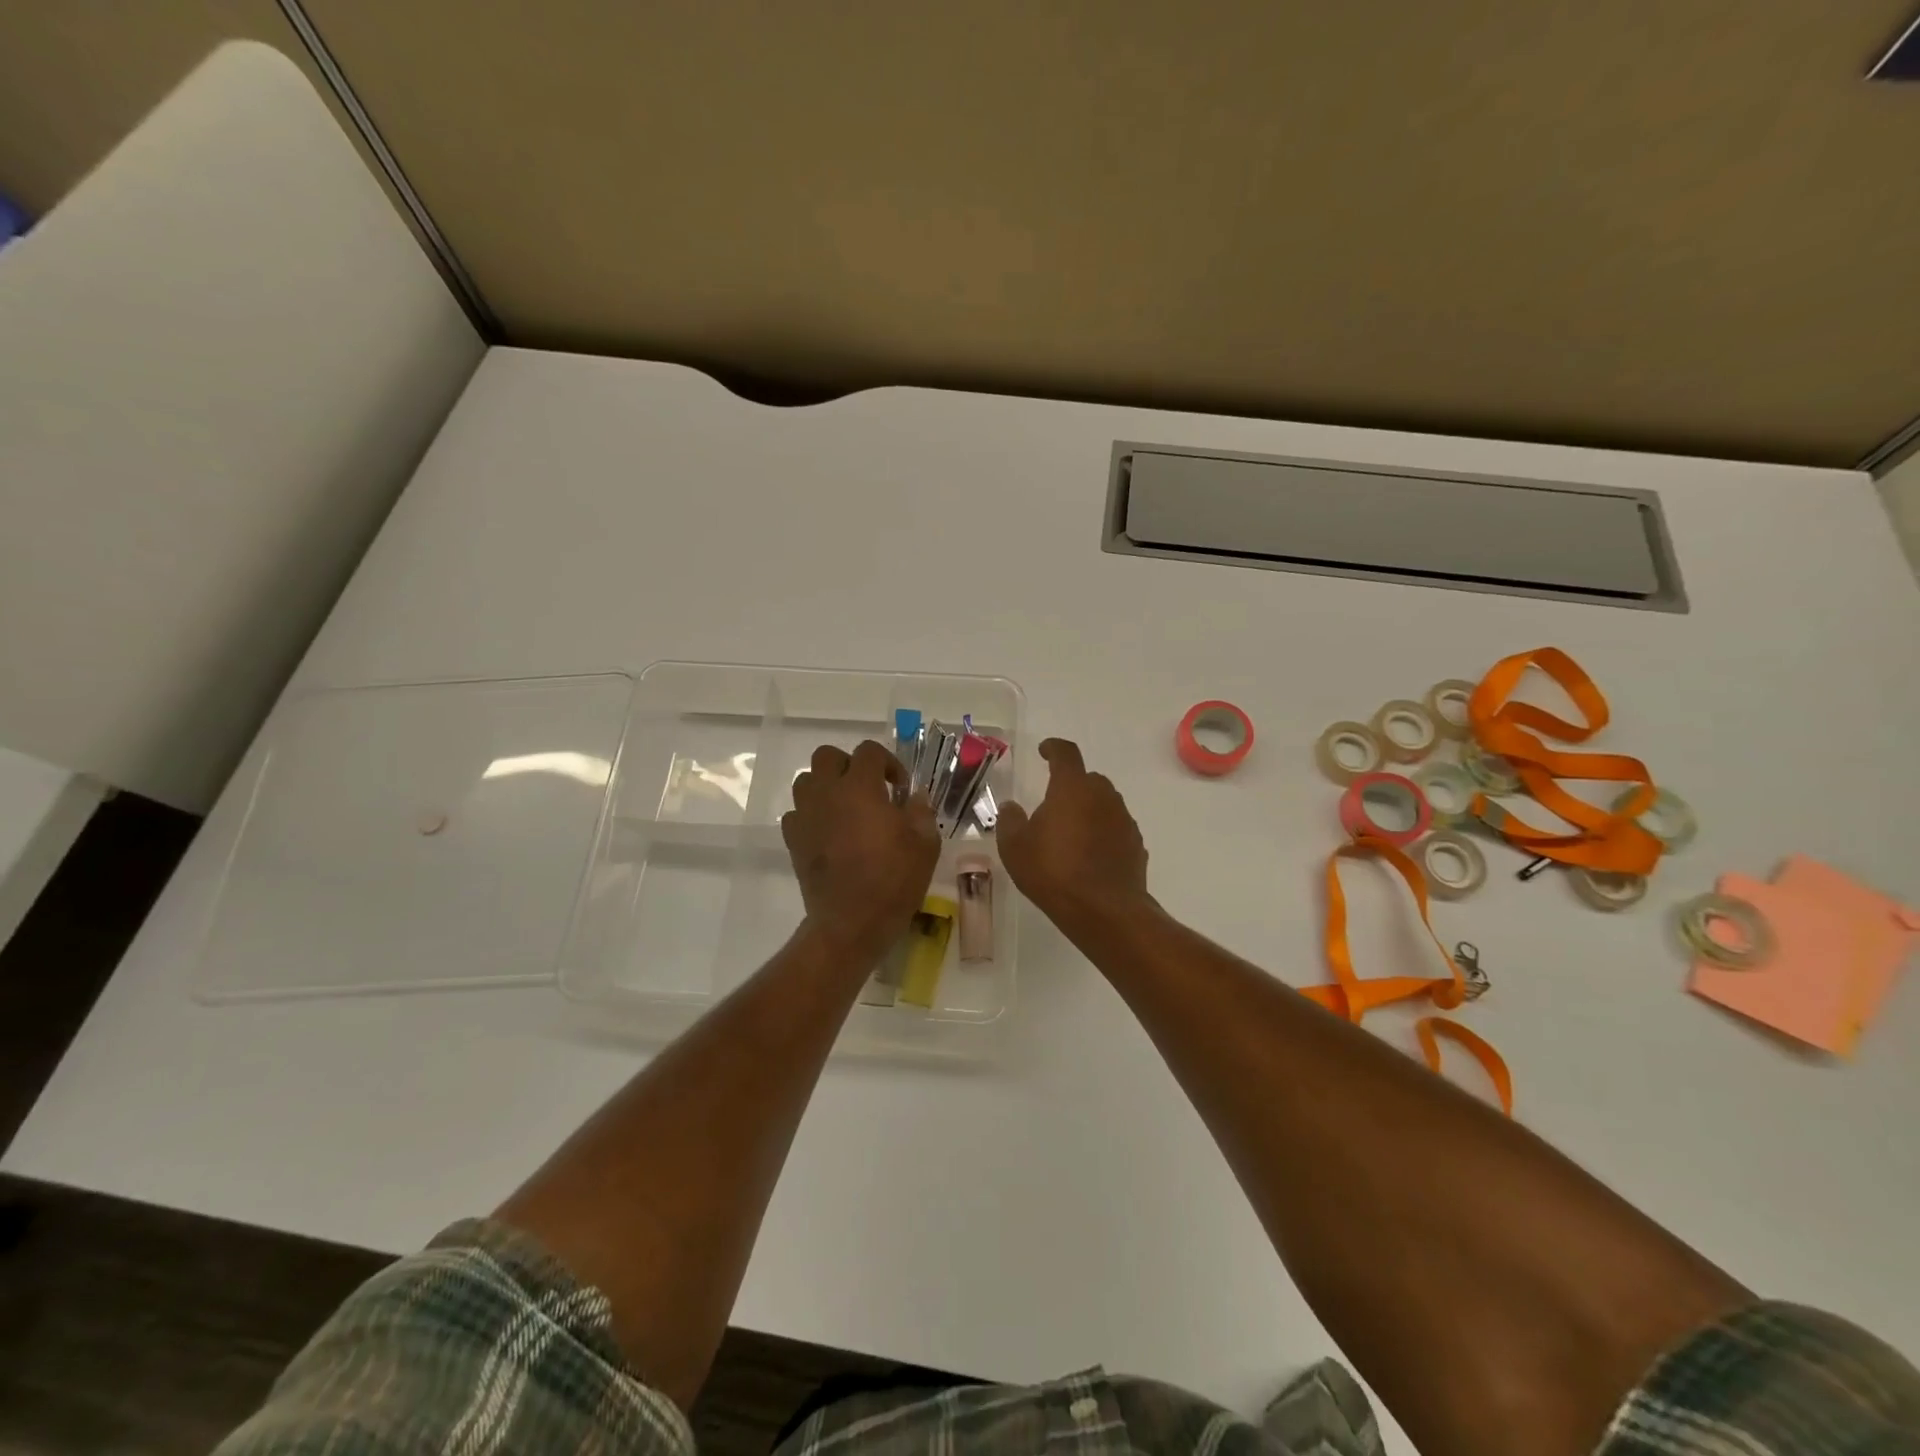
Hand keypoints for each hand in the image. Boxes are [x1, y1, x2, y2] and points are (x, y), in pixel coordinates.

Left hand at [782, 741, 939, 957]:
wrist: (850, 923)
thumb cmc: (893, 879)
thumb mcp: (925, 843)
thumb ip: (921, 811)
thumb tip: (916, 796)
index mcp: (860, 786)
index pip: (869, 751)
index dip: (888, 762)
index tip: (900, 788)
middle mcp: (827, 792)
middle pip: (827, 756)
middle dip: (849, 765)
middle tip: (869, 789)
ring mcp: (805, 816)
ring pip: (806, 781)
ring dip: (826, 786)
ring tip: (846, 808)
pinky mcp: (793, 840)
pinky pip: (797, 813)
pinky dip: (811, 814)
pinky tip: (828, 832)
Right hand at [997, 738, 1152, 934]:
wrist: (1105, 911)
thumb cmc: (1054, 872)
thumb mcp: (1015, 848)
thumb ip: (1010, 821)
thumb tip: (1011, 807)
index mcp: (1072, 787)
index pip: (1065, 753)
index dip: (1053, 748)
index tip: (1044, 750)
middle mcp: (1103, 795)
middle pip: (1087, 779)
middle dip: (1070, 785)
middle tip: (1052, 804)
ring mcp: (1124, 819)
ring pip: (1103, 804)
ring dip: (1088, 810)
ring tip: (1070, 835)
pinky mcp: (1136, 844)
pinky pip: (1115, 828)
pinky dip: (1102, 833)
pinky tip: (1089, 856)